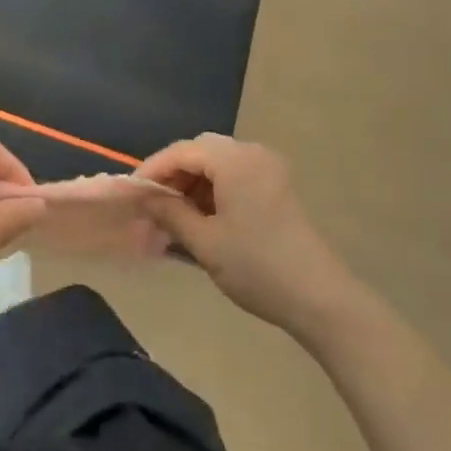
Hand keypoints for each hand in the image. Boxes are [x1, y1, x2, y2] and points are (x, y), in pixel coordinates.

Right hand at [136, 134, 354, 329]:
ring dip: (191, 184)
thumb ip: (169, 212)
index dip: (151, 170)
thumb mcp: (204, 241)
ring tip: (171, 216)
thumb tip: (144, 197)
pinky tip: (199, 219)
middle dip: (172, 175)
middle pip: (200, 152)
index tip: (131, 195)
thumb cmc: (256, 267)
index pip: (181, 151)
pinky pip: (234, 177)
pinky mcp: (277, 188)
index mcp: (234, 160)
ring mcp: (269, 170)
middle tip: (150, 204)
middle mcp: (253, 154)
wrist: (320, 299)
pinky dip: (212, 191)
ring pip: (217, 164)